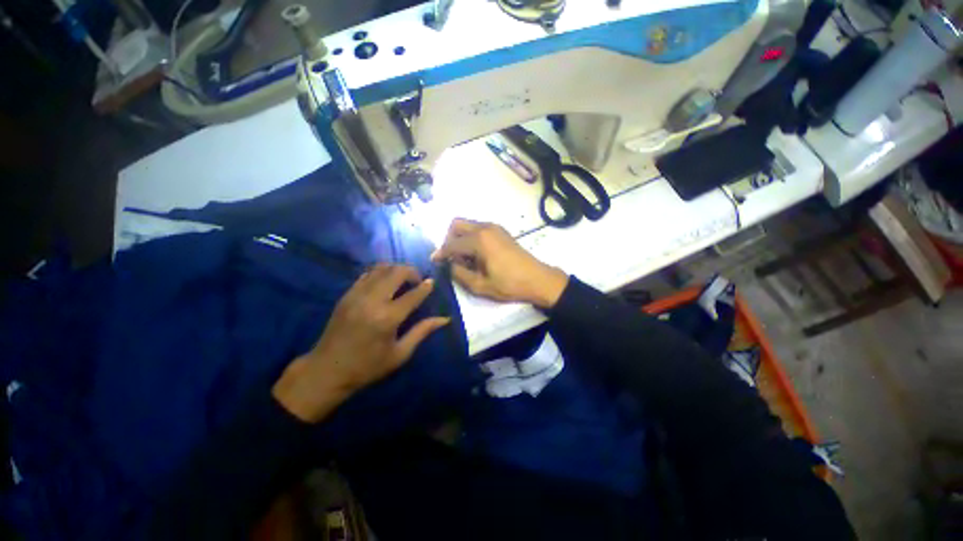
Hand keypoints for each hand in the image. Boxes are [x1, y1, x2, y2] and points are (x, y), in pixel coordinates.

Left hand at [272, 265, 449, 422]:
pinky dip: (380, 272)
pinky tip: (386, 282)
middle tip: (418, 280)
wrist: (326, 371)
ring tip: (403, 279)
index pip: (413, 294)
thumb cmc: (367, 367)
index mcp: (387, 318)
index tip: (432, 282)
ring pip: (380, 268)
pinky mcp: (347, 295)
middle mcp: (372, 301)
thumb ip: (422, 331)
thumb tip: (445, 319)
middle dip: (411, 271)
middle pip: (396, 272)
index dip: (426, 286)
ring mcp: (356, 295)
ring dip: (396, 269)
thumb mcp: (400, 354)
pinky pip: (367, 274)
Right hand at [432, 219, 568, 308]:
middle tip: (451, 258)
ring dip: (460, 238)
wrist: (537, 279)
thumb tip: (450, 264)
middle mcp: (485, 228)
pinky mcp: (501, 231)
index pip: (451, 244)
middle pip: (456, 225)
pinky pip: (479, 229)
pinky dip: (471, 238)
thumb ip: (459, 274)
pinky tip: (477, 255)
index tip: (434, 261)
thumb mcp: (480, 285)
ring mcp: (494, 227)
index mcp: (479, 240)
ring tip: (465, 259)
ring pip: (468, 225)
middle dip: (449, 239)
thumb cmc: (509, 284)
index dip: (440, 253)